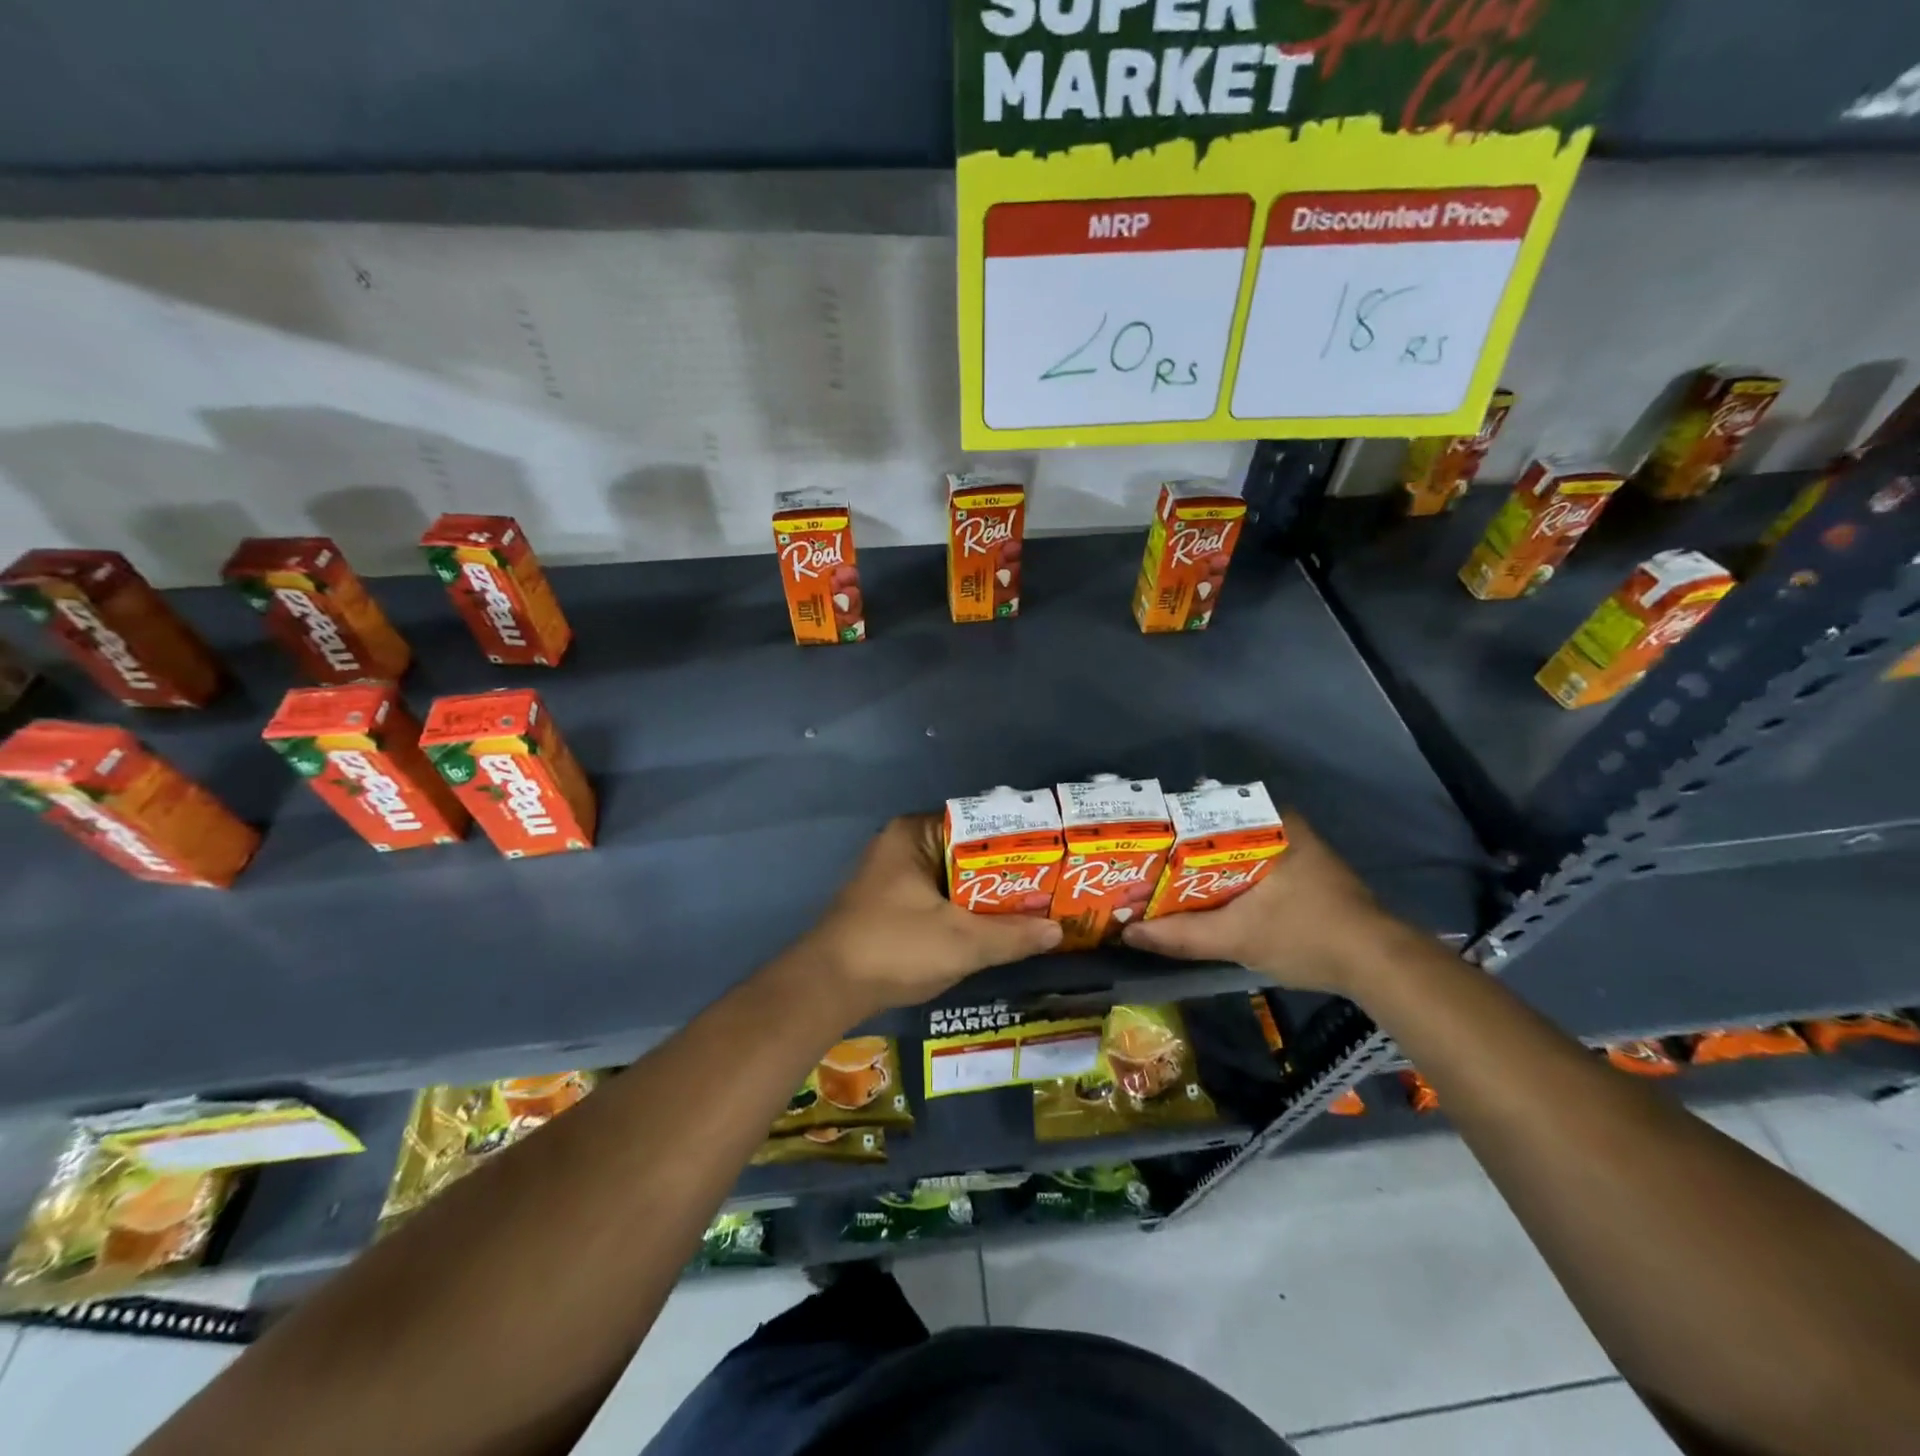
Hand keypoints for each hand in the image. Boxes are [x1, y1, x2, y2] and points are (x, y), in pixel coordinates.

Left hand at [794, 815, 1062, 1018]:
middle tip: (1052, 885)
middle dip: (1007, 873)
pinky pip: (939, 896)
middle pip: (968, 852)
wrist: (827, 988)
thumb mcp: (962, 942)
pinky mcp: (889, 904)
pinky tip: (995, 927)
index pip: (978, 823)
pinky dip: (965, 909)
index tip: (1054, 855)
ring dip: (987, 895)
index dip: (1018, 840)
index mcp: (915, 833)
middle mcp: (903, 845)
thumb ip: (1012, 935)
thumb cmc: (895, 948)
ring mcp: (893, 876)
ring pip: (954, 878)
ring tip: (1036, 905)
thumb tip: (1058, 931)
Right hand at [1120, 814, 1407, 995]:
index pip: (1201, 812)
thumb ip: (1180, 935)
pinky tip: (1200, 898)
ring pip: (1230, 851)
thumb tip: (1127, 934)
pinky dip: (1223, 880)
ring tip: (1158, 882)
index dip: (1164, 831)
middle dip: (1178, 853)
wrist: (1379, 965)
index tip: (1135, 847)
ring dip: (1200, 869)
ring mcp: (1293, 848)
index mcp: (1269, 822)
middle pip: (1212, 833)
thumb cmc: (1306, 937)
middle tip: (1140, 868)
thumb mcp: (1237, 938)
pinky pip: (1248, 866)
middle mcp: (1281, 825)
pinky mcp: (1301, 872)